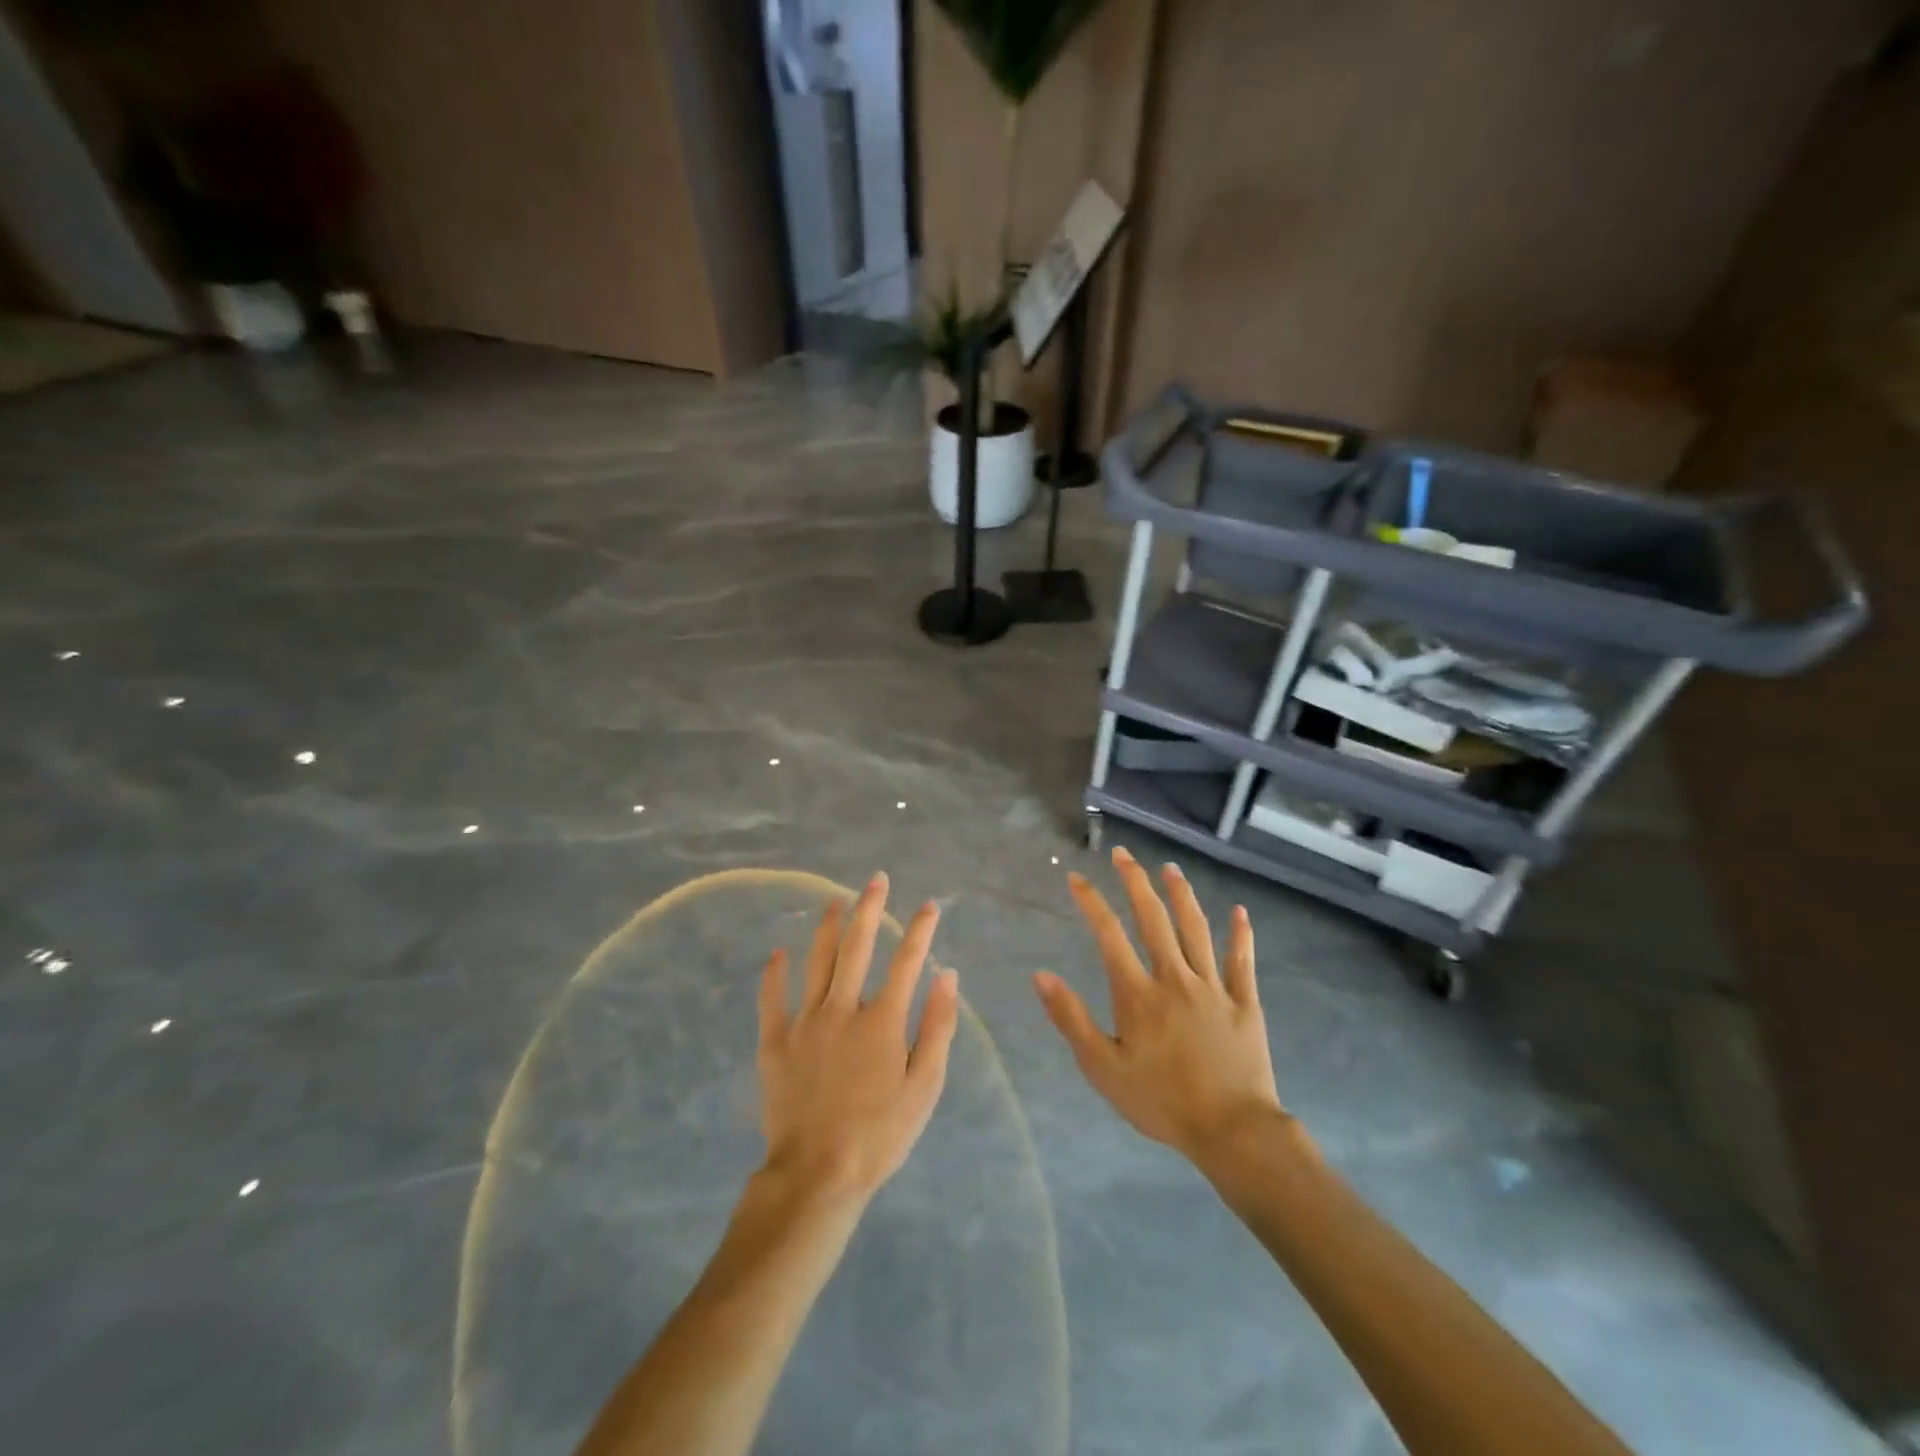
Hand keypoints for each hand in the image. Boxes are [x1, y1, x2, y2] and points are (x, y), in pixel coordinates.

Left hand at [757, 874, 959, 1202]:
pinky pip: (772, 998)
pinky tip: (778, 952)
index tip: (929, 905)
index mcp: (882, 1021)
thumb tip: (948, 976)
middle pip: (858, 948)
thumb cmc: (880, 1134)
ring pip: (816, 962)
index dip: (920, 930)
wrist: (817, 1174)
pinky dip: (774, 973)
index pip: (907, 962)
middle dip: (869, 909)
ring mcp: (805, 1023)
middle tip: (875, 880)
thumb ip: (938, 1027)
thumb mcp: (925, 1087)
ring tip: (833, 902)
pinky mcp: (775, 1042)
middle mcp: (843, 1009)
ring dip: (827, 928)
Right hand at [1035, 847, 1282, 1161]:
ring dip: (1182, 896)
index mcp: (1138, 994)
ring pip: (1196, 930)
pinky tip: (1240, 912)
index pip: (1109, 935)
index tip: (1077, 878)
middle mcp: (1175, 979)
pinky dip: (1240, 935)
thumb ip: (1071, 1019)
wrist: (1232, 1132)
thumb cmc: (1161, 1102)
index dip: (1091, 902)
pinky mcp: (1244, 1003)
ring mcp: (1213, 988)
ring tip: (1170, 868)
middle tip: (1123, 854)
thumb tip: (1041, 975)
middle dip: (1135, 883)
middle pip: (1154, 920)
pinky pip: (1242, 962)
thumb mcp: (1103, 1068)